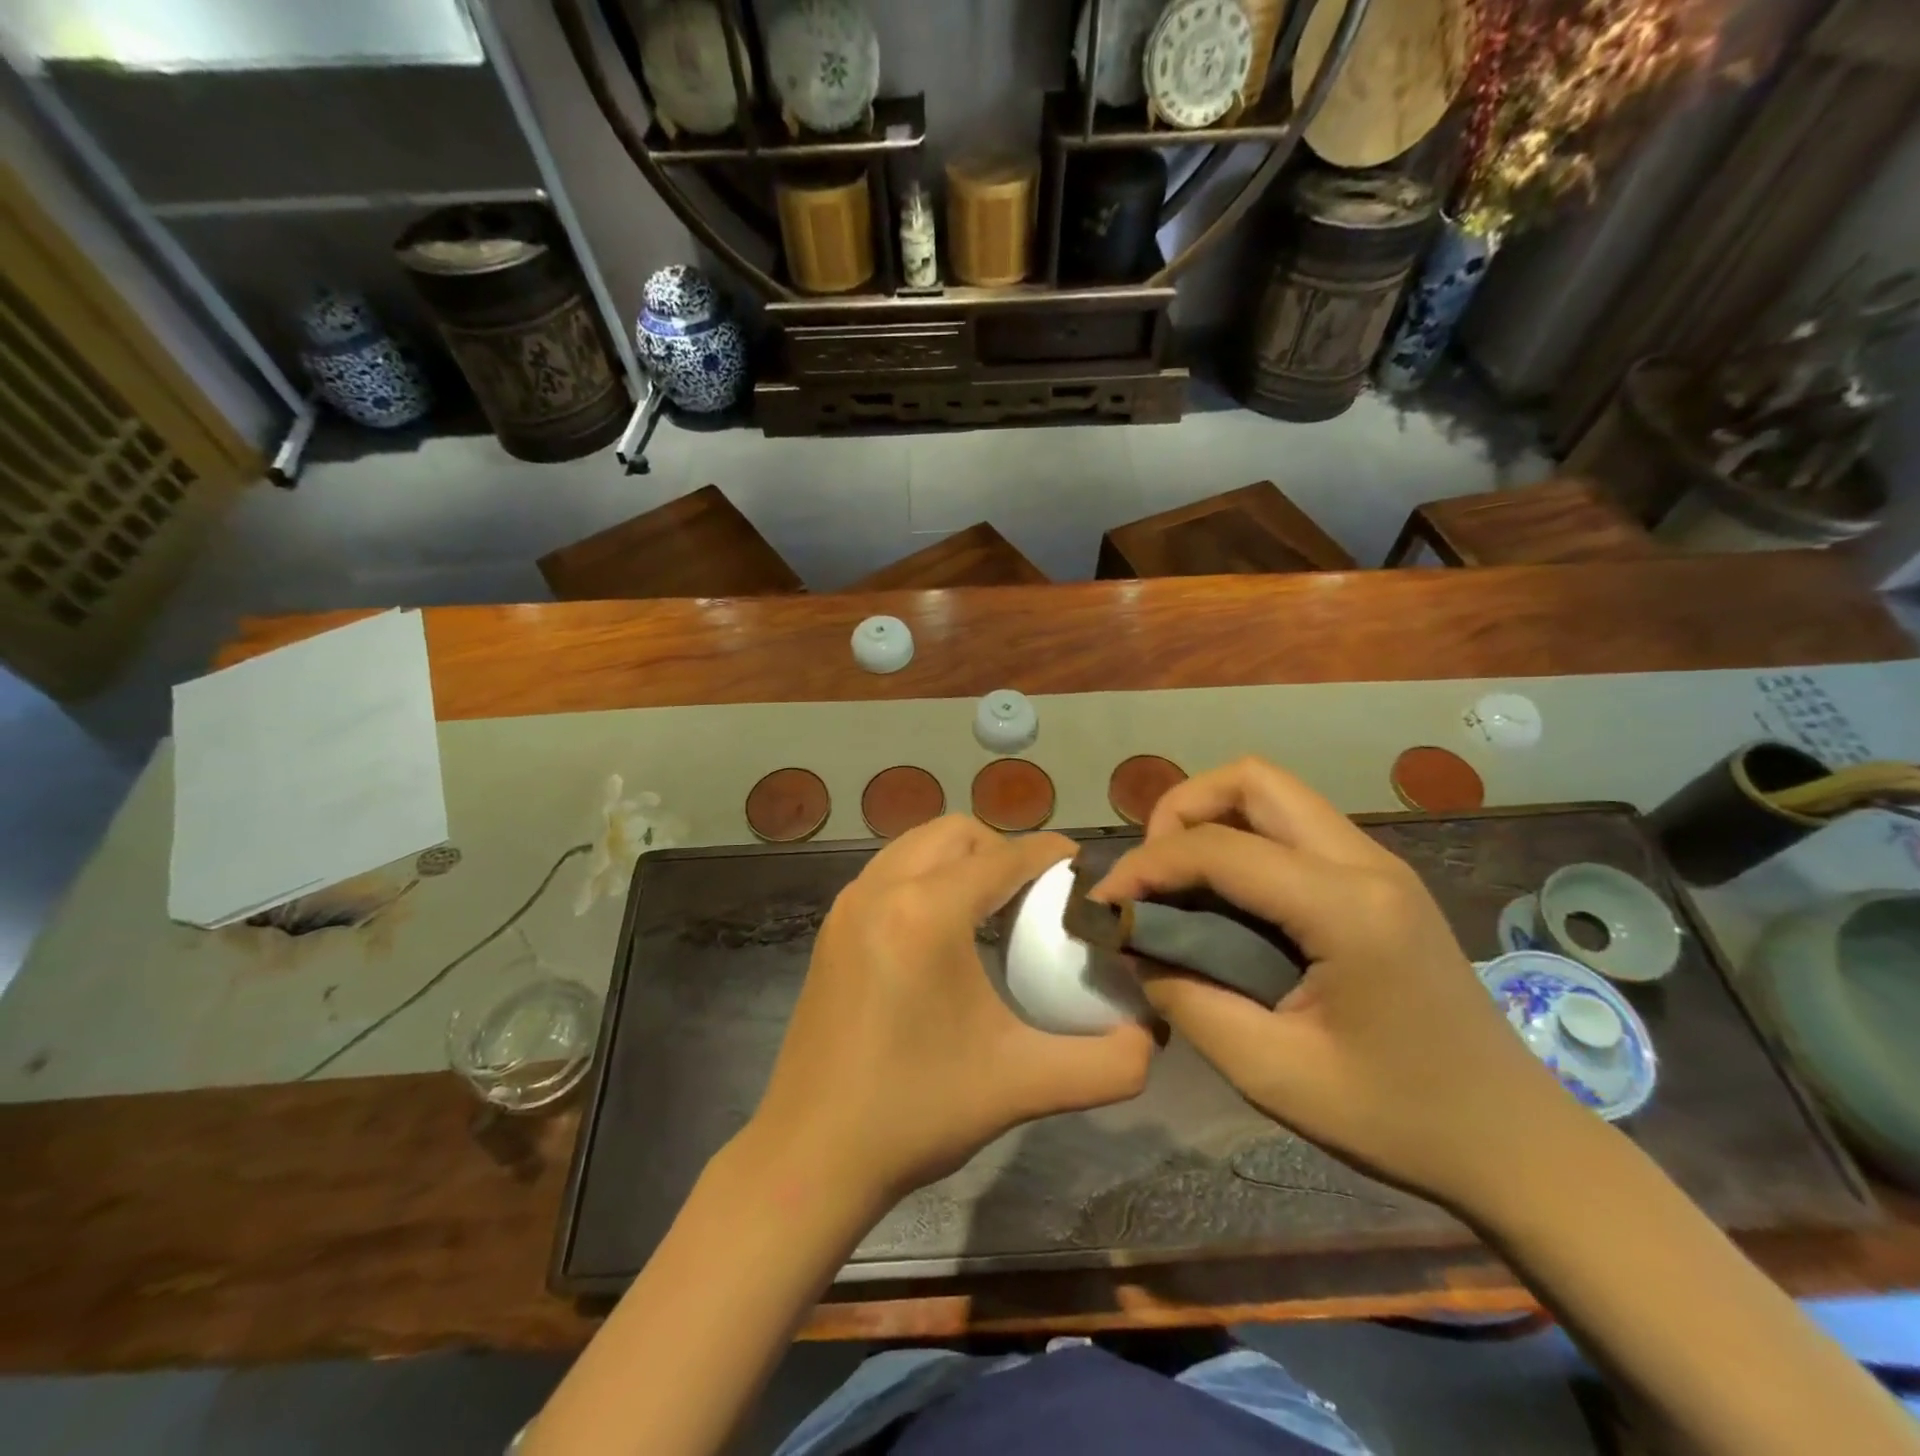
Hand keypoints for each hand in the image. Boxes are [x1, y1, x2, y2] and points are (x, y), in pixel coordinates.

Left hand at [749, 817, 1154, 1208]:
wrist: (812, 1155)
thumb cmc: (917, 1112)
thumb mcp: (1023, 1085)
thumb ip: (1105, 1064)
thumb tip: (1149, 1038)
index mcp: (928, 911)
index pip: (1005, 856)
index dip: (1051, 856)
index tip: (1083, 872)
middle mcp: (882, 888)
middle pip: (958, 833)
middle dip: (1003, 850)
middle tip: (1036, 897)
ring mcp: (849, 904)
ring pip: (917, 845)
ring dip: (961, 860)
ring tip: (993, 909)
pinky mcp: (832, 927)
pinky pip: (890, 872)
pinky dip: (925, 878)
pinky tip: (944, 934)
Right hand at [1094, 757, 1578, 1212]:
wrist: (1516, 1144)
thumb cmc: (1398, 1119)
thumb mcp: (1272, 1073)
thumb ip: (1188, 1000)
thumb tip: (1133, 947)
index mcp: (1347, 908)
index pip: (1219, 848)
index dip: (1146, 866)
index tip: (1105, 905)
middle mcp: (1366, 862)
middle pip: (1252, 780)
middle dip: (1181, 810)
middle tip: (1150, 874)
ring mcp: (1378, 864)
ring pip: (1273, 794)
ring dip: (1210, 819)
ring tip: (1176, 881)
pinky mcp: (1378, 879)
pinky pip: (1292, 826)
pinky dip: (1241, 840)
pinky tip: (1222, 897)